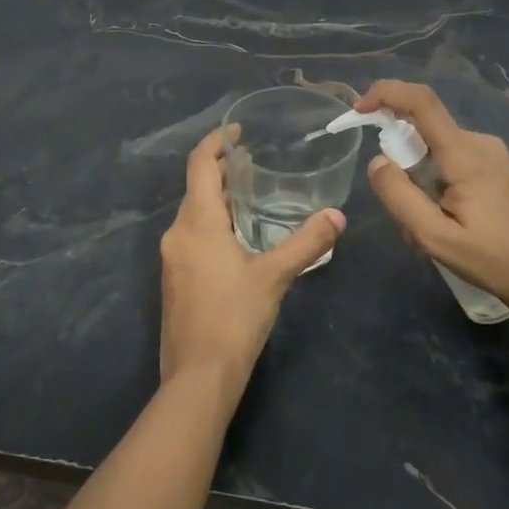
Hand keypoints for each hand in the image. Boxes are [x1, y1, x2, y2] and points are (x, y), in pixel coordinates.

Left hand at [158, 127, 344, 385]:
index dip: (216, 142)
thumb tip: (337, 216)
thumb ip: (307, 243)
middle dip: (222, 170)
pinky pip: (191, 235)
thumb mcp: (275, 276)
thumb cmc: (234, 318)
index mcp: (197, 223)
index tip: (238, 130)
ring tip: (252, 195)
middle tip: (255, 162)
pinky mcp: (174, 279)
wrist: (197, 377)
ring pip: (193, 213)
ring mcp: (171, 257)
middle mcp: (177, 233)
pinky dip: (212, 223)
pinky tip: (238, 238)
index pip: (199, 164)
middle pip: (196, 187)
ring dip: (218, 198)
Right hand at [356, 80, 508, 314]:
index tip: (360, 110)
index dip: (386, 94)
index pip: (421, 101)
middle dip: (401, 166)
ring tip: (427, 232)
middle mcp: (478, 142)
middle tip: (405, 217)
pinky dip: (436, 186)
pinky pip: (451, 163)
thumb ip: (400, 197)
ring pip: (435, 152)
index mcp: (464, 154)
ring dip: (419, 184)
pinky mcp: (495, 167)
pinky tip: (446, 225)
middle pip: (422, 133)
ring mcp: (490, 154)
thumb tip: (377, 161)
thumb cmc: (495, 260)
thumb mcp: (436, 237)